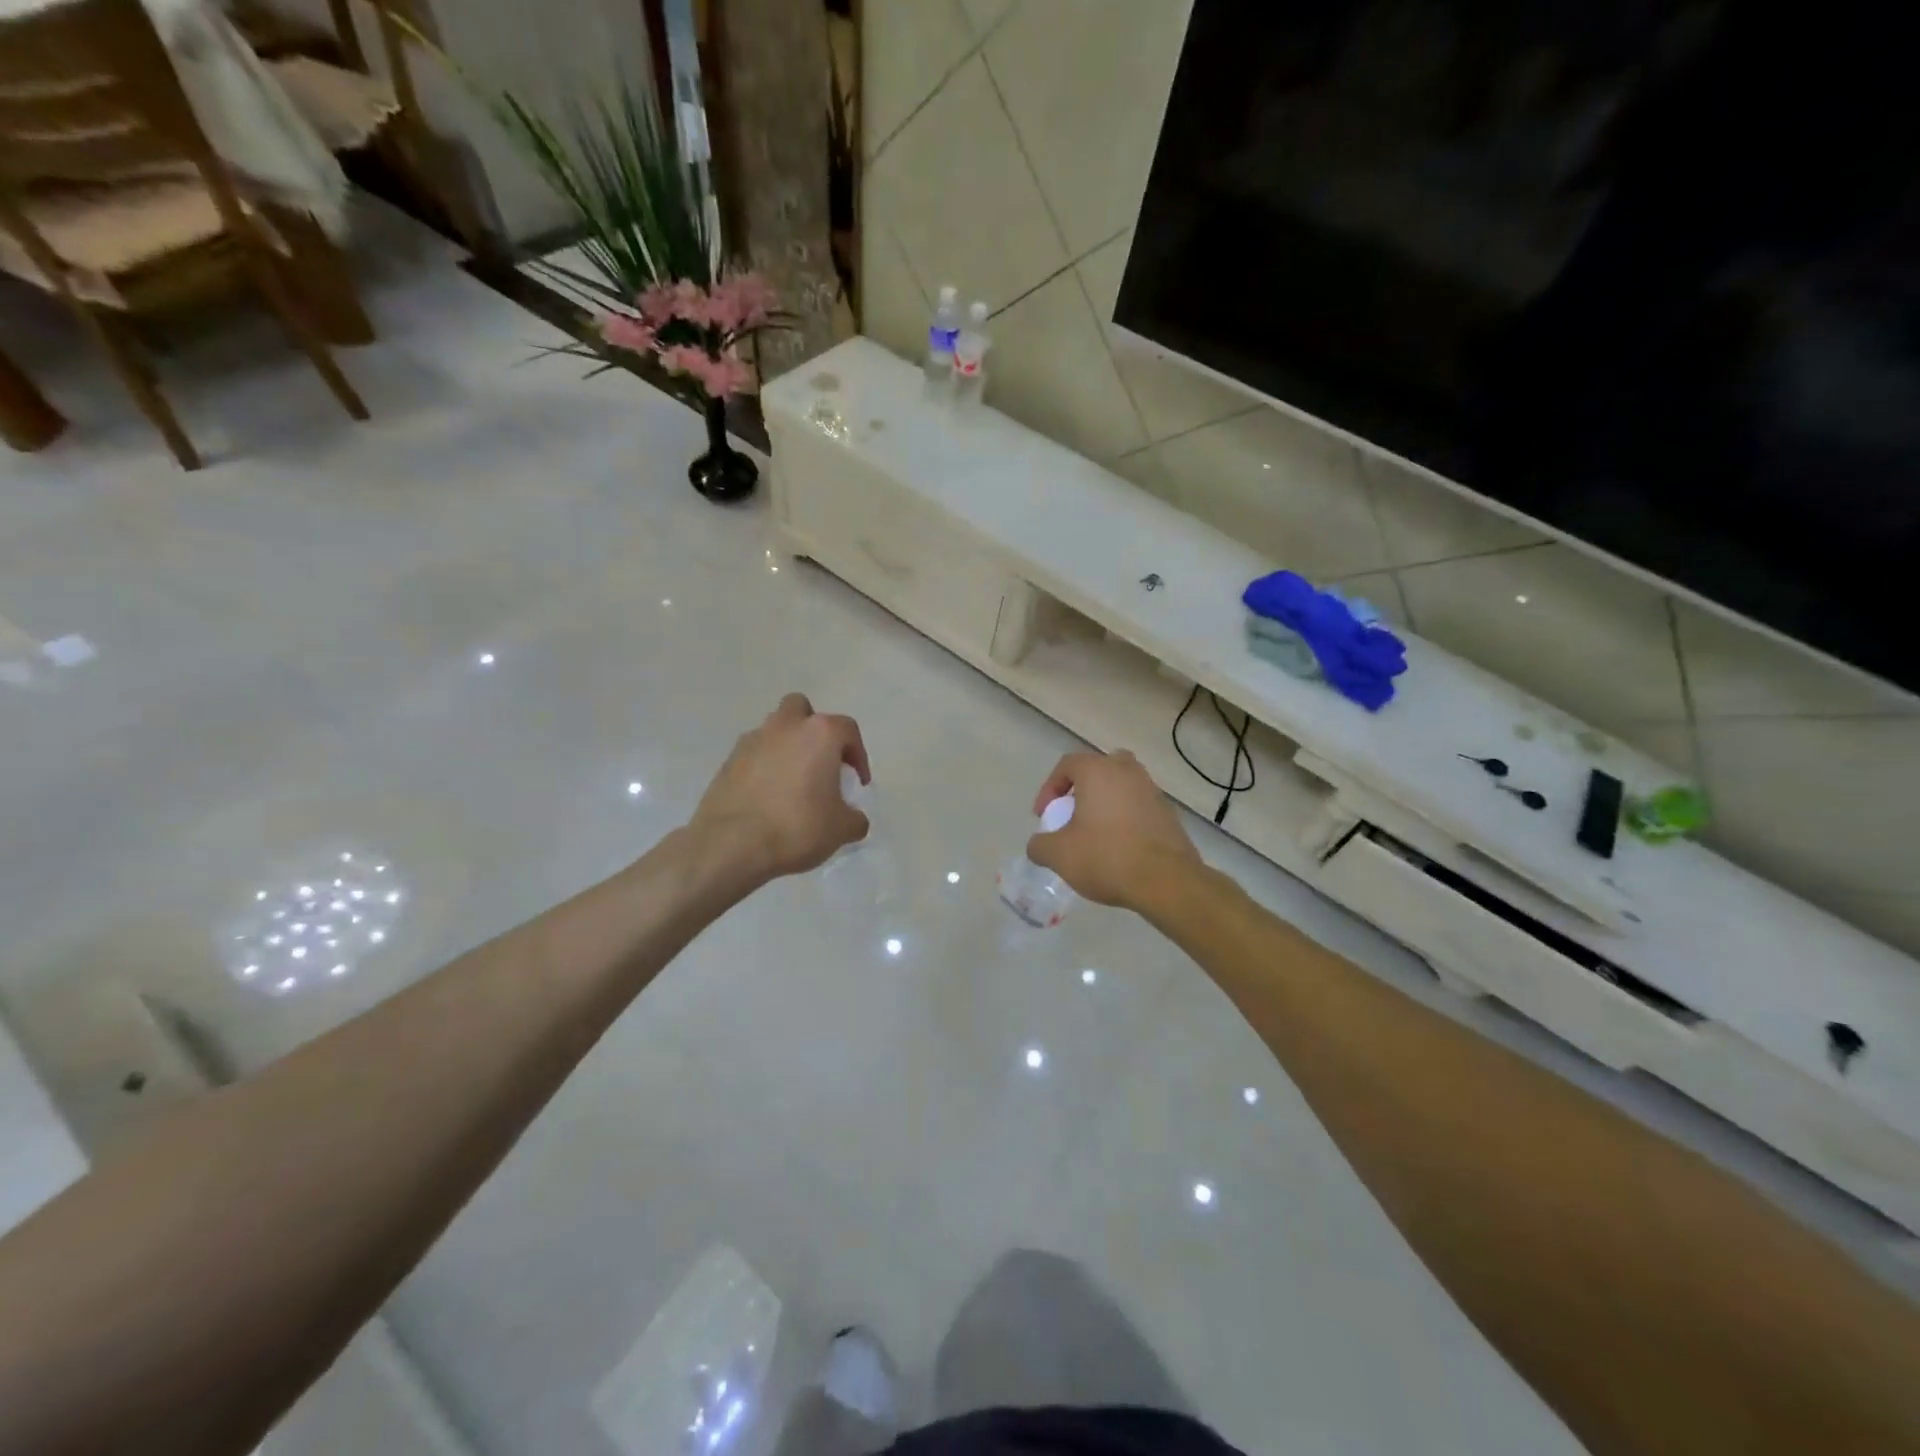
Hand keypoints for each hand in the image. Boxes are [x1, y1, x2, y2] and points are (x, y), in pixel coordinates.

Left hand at [691, 694, 871, 884]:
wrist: (730, 844)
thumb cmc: (797, 827)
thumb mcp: (841, 830)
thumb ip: (855, 818)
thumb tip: (853, 818)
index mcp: (819, 733)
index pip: (848, 730)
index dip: (858, 755)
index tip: (857, 783)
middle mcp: (785, 726)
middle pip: (802, 710)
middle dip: (813, 731)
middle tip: (820, 763)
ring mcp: (751, 741)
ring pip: (774, 730)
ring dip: (786, 747)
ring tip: (793, 783)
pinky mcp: (727, 761)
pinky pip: (753, 755)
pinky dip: (763, 768)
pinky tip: (767, 798)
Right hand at [1025, 750, 1198, 910]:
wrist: (1166, 881)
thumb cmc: (1106, 857)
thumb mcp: (1059, 855)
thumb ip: (1039, 845)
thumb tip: (1038, 844)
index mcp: (1099, 771)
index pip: (1067, 764)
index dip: (1049, 788)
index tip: (1044, 816)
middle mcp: (1128, 772)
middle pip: (1099, 768)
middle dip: (1082, 788)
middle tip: (1073, 814)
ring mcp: (1152, 791)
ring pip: (1122, 786)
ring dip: (1106, 803)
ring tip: (1095, 833)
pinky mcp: (1169, 813)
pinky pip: (1139, 806)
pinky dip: (1126, 818)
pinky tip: (1119, 847)